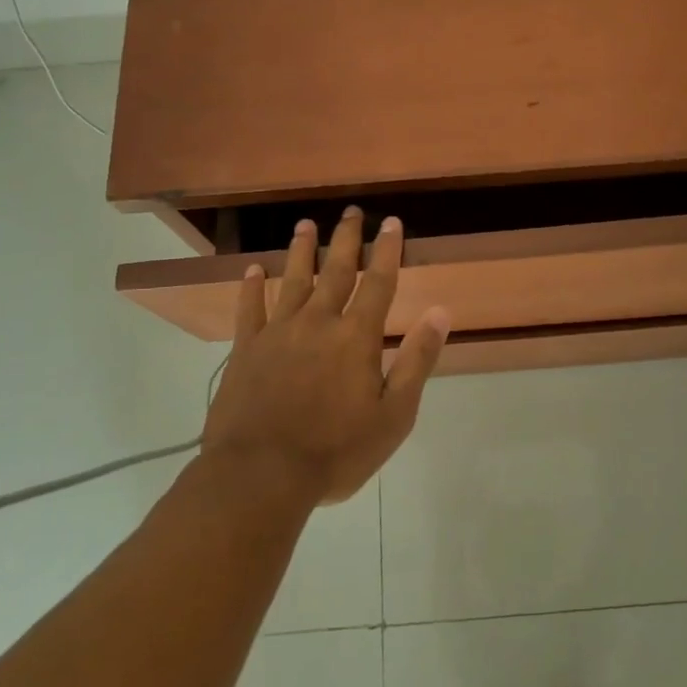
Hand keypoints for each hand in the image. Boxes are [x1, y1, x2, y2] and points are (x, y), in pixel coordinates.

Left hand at [201, 207, 449, 504]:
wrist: (261, 475)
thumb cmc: (336, 451)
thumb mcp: (393, 415)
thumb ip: (417, 360)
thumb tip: (440, 312)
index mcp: (356, 337)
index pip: (378, 283)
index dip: (387, 251)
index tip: (391, 222)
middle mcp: (318, 323)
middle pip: (335, 271)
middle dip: (346, 240)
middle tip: (350, 211)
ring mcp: (278, 333)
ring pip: (293, 281)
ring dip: (301, 251)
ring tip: (305, 225)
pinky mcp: (246, 350)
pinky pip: (249, 310)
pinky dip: (251, 288)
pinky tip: (253, 270)